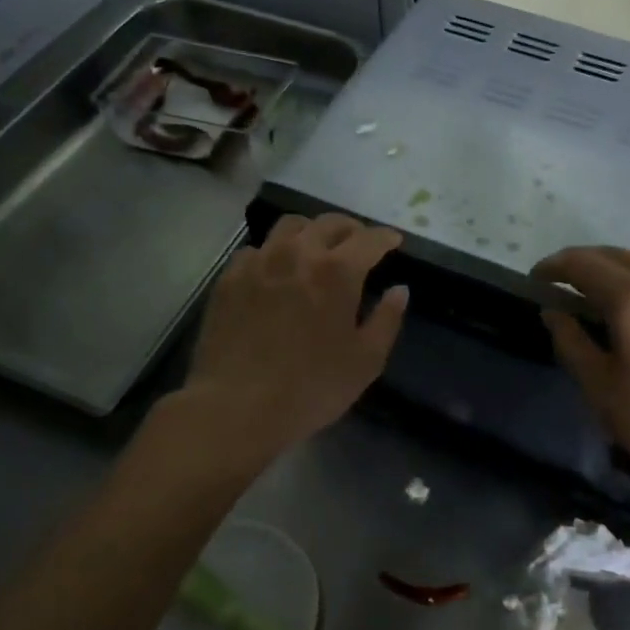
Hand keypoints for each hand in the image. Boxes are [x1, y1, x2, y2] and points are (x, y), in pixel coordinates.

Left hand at [181, 214, 407, 459]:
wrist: (236, 406)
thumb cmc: (311, 388)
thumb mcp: (366, 361)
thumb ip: (387, 320)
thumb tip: (399, 290)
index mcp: (338, 271)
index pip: (369, 239)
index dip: (386, 237)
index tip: (394, 241)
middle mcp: (298, 253)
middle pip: (329, 223)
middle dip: (351, 229)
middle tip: (359, 244)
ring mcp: (259, 262)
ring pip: (290, 226)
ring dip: (312, 231)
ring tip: (317, 248)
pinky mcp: (230, 277)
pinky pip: (257, 249)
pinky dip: (275, 252)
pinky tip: (277, 271)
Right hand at [534, 246, 629, 485]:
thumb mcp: (600, 388)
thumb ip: (571, 342)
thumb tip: (553, 311)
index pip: (583, 264)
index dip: (553, 267)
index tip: (534, 280)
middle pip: (613, 255)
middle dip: (581, 264)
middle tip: (559, 285)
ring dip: (612, 266)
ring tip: (595, 292)